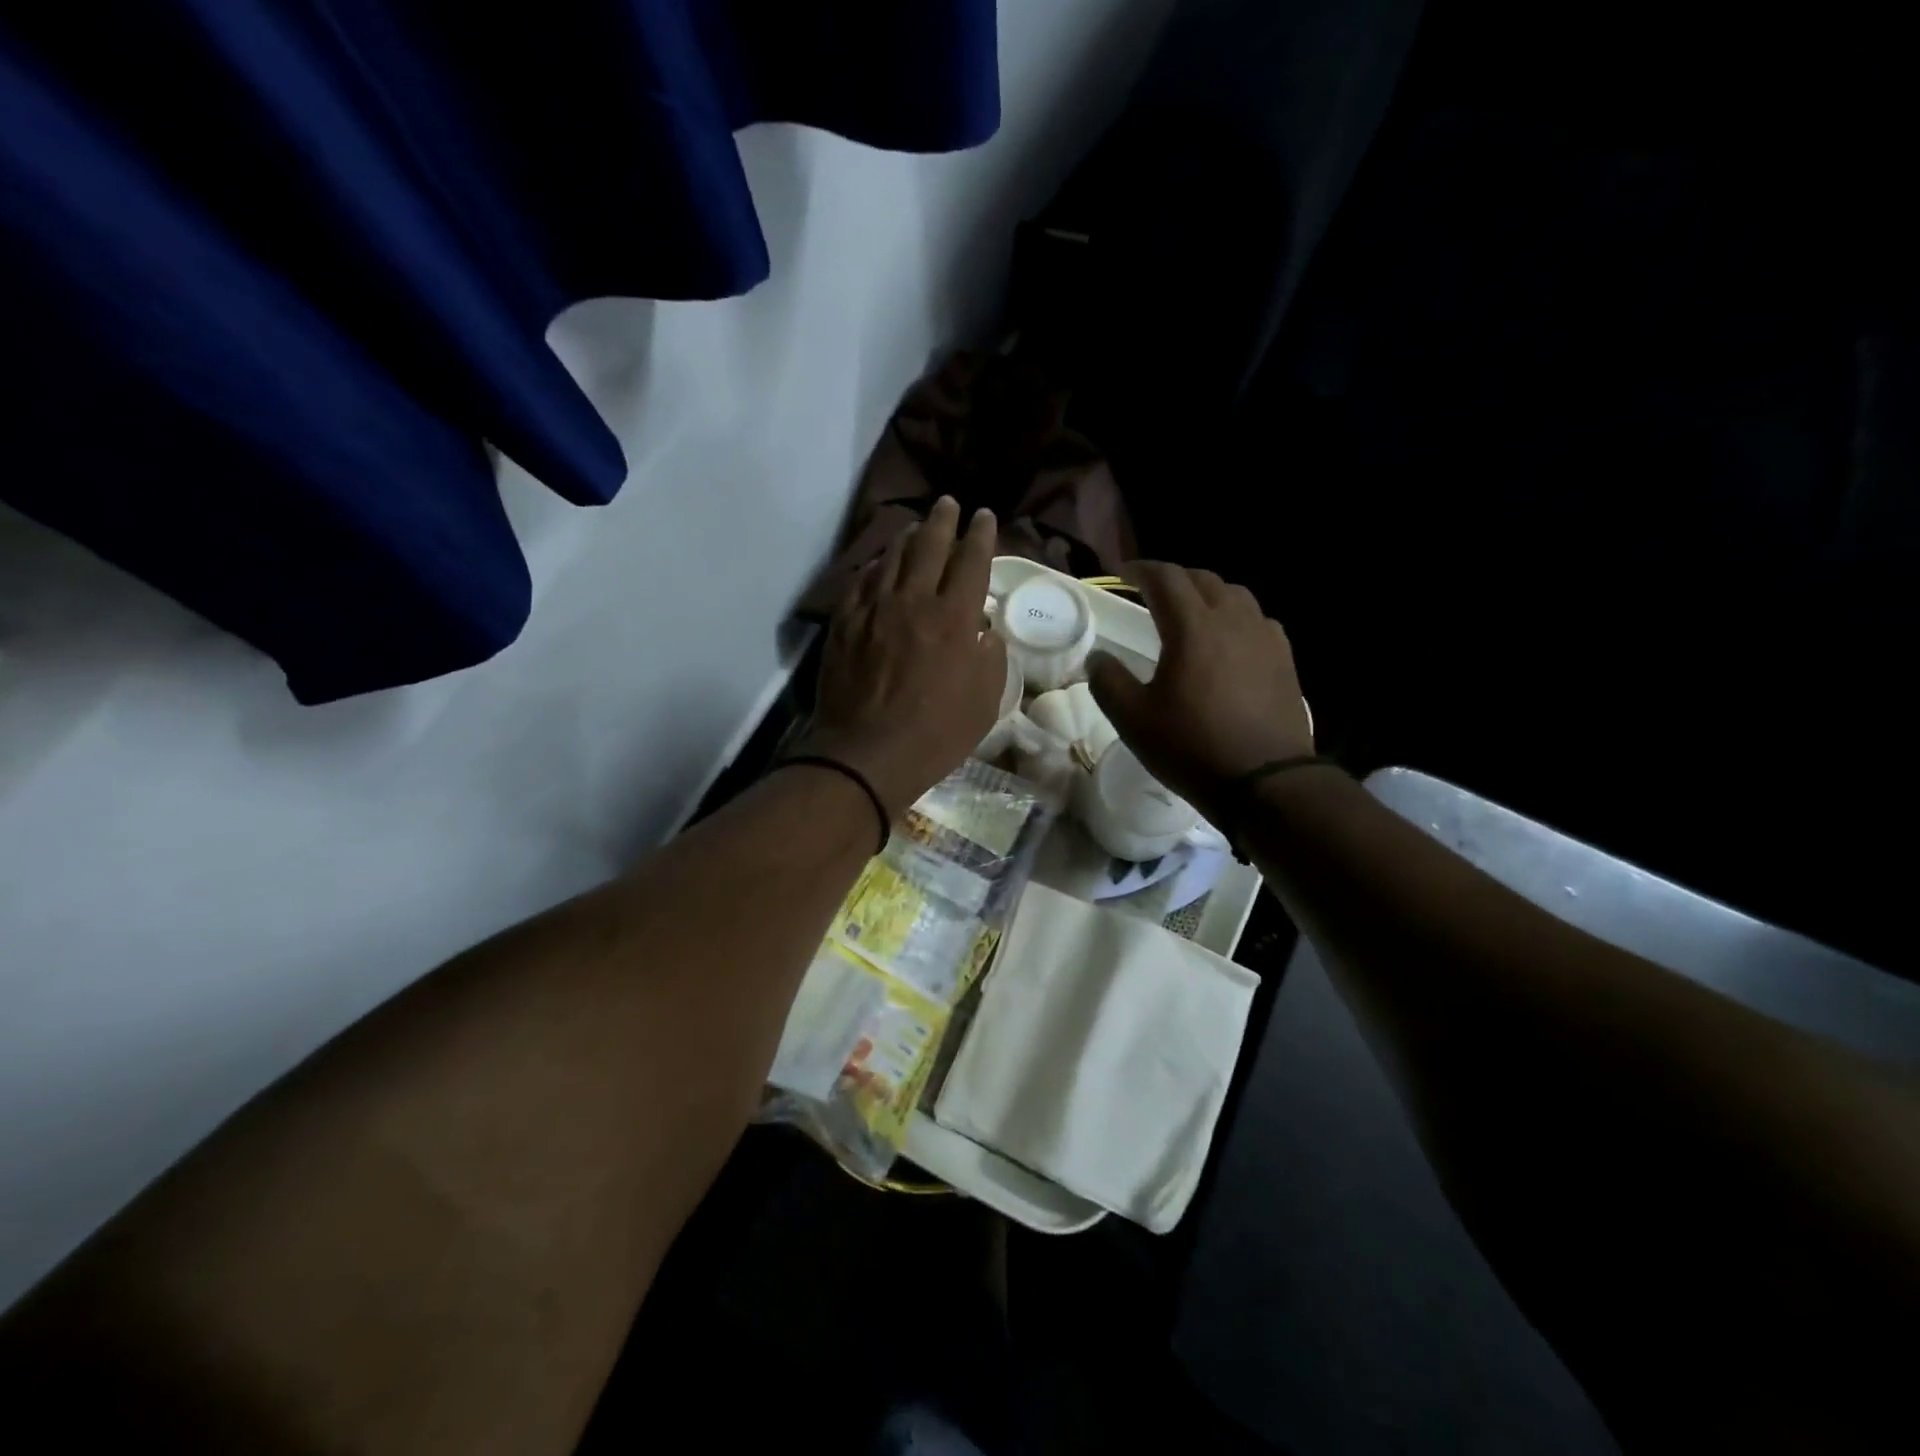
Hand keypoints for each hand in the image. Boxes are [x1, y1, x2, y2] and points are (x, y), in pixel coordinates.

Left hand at [796, 496, 1006, 817]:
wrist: (866, 755)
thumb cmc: (936, 735)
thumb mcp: (985, 702)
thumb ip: (990, 657)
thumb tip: (984, 631)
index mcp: (954, 618)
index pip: (972, 560)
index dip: (981, 534)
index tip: (984, 517)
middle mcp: (913, 601)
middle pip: (929, 545)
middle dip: (943, 519)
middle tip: (949, 504)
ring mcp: (873, 609)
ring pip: (892, 556)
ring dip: (909, 536)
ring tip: (917, 527)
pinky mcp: (844, 623)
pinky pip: (861, 581)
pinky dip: (876, 566)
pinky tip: (880, 564)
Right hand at [1087, 562, 1313, 819]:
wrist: (1265, 782)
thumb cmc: (1192, 747)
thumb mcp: (1133, 720)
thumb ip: (1108, 681)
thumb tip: (1098, 657)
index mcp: (1192, 627)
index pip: (1166, 578)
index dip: (1141, 570)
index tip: (1124, 574)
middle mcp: (1232, 620)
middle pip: (1203, 580)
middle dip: (1174, 579)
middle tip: (1153, 591)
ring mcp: (1264, 638)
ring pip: (1235, 595)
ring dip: (1207, 594)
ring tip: (1191, 612)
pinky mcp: (1284, 659)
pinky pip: (1258, 620)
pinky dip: (1236, 617)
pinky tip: (1229, 641)